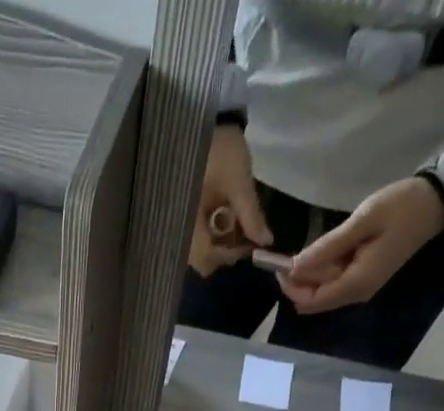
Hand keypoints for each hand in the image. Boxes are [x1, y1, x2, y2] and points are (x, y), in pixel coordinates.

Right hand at [190, 123, 272, 276]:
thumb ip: (251, 215)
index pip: (206, 258)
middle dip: (224, 251)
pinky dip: (211, 232)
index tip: (249, 243)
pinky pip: (195, 236)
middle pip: (201, 259)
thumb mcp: (239, 182)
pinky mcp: (180, 214)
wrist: (200, 118)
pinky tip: (222, 216)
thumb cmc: (220, 149)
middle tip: (243, 234)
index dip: (229, 255)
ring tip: (233, 223)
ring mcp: (178, 222)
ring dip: (218, 242)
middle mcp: (178, 228)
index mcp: (188, 223)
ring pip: (198, 250)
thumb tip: (265, 242)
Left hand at [279, 176, 443, 313]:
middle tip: (287, 254)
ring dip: (310, 275)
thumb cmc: (402, 207)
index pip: (311, 301)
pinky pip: (336, 280)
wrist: (438, 201)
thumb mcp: (362, 221)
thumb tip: (295, 266)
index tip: (279, 265)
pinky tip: (323, 250)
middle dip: (298, 282)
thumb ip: (327, 247)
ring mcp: (362, 287)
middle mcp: (356, 294)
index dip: (291, 288)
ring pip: (324, 290)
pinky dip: (324, 269)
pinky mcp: (365, 277)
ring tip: (306, 248)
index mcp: (356, 284)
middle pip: (315, 299)